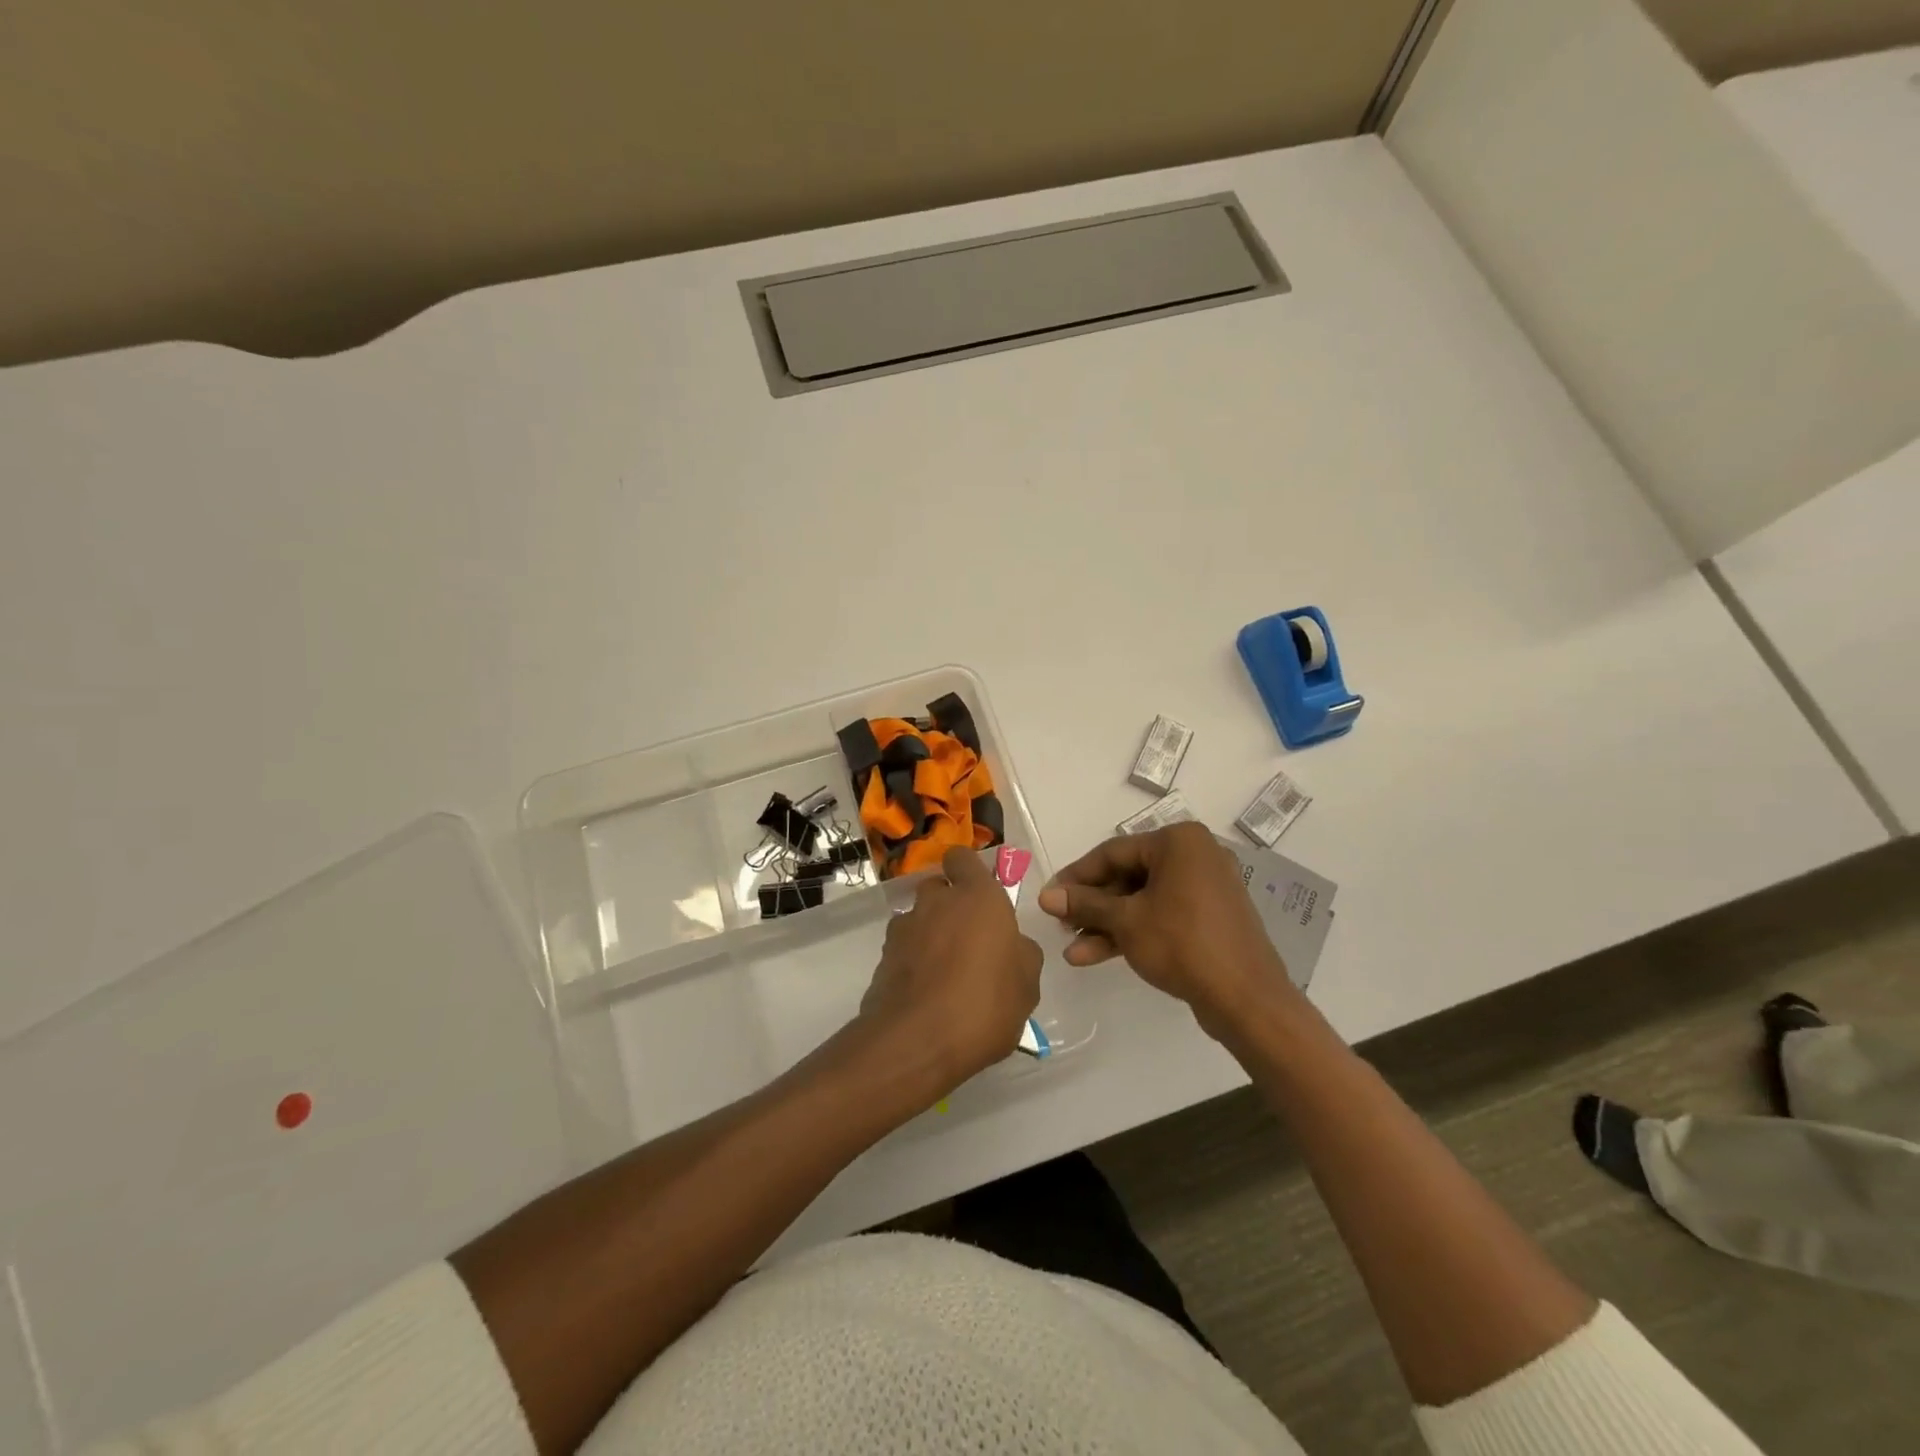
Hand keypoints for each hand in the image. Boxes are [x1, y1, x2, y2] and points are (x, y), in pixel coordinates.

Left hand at [858, 846, 1042, 1096]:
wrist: (916, 1042)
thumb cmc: (985, 1004)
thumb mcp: (1027, 985)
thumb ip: (1021, 954)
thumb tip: (1012, 946)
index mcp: (977, 897)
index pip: (962, 858)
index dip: (968, 871)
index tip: (979, 893)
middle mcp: (936, 902)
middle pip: (938, 888)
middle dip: (949, 906)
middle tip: (968, 941)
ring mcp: (904, 929)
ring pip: (918, 919)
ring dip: (929, 935)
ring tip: (945, 975)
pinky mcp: (882, 959)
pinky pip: (903, 951)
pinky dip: (913, 963)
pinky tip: (927, 995)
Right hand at [1037, 822, 1296, 1039]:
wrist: (1247, 999)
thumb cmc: (1183, 944)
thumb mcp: (1126, 921)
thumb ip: (1085, 904)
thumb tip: (1046, 896)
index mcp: (1179, 842)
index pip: (1113, 852)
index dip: (1077, 876)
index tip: (1050, 897)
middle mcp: (1195, 856)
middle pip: (1128, 876)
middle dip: (1092, 906)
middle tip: (1061, 925)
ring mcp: (1205, 888)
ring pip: (1143, 900)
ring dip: (1107, 924)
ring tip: (1073, 950)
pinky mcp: (1209, 918)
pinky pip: (1162, 916)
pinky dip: (1133, 932)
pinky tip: (1096, 955)